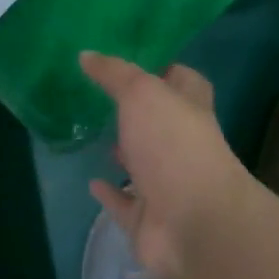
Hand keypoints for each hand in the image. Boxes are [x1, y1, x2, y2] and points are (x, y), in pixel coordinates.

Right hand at [81, 51, 250, 278]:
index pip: (184, 81)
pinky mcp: (147, 219)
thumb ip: (115, 74)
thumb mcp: (143, 95)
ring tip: (94, 136)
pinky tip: (91, 182)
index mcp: (191, 111)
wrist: (193, 223)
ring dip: (124, 153)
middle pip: (162, 124)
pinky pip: (124, 203)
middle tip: (102, 98)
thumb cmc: (173, 146)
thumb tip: (85, 55)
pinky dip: (110, 193)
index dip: (164, 69)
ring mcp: (167, 185)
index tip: (134, 59)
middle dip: (138, 113)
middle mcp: (182, 146)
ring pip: (143, 164)